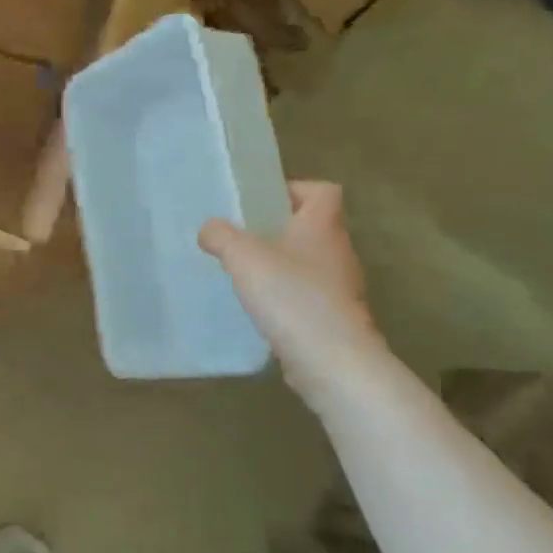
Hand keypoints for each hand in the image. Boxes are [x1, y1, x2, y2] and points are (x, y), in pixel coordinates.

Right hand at [200, 182, 380, 395]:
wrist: (334, 363)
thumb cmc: (291, 296)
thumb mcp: (243, 256)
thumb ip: (221, 236)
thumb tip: (209, 228)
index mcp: (323, 226)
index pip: (323, 191)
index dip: (295, 189)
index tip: (263, 202)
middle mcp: (339, 253)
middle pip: (313, 228)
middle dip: (280, 230)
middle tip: (243, 238)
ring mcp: (343, 290)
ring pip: (311, 265)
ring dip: (283, 266)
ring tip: (246, 275)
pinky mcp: (337, 322)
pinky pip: (309, 298)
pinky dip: (288, 300)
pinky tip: (261, 311)